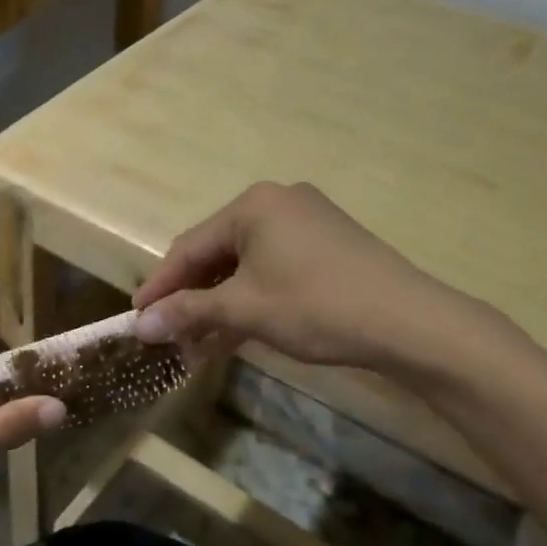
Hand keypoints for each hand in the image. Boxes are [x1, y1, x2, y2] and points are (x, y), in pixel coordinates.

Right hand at [133, 181, 484, 370]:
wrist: (409, 321)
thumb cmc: (316, 306)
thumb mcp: (245, 310)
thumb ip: (188, 312)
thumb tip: (139, 326)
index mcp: (252, 205)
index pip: (188, 246)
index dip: (160, 286)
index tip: (137, 320)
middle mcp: (277, 202)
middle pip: (216, 252)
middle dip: (192, 297)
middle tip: (171, 337)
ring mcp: (306, 220)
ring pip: (246, 263)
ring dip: (221, 302)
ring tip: (201, 343)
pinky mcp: (328, 242)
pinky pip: (273, 266)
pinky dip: (252, 296)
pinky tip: (239, 330)